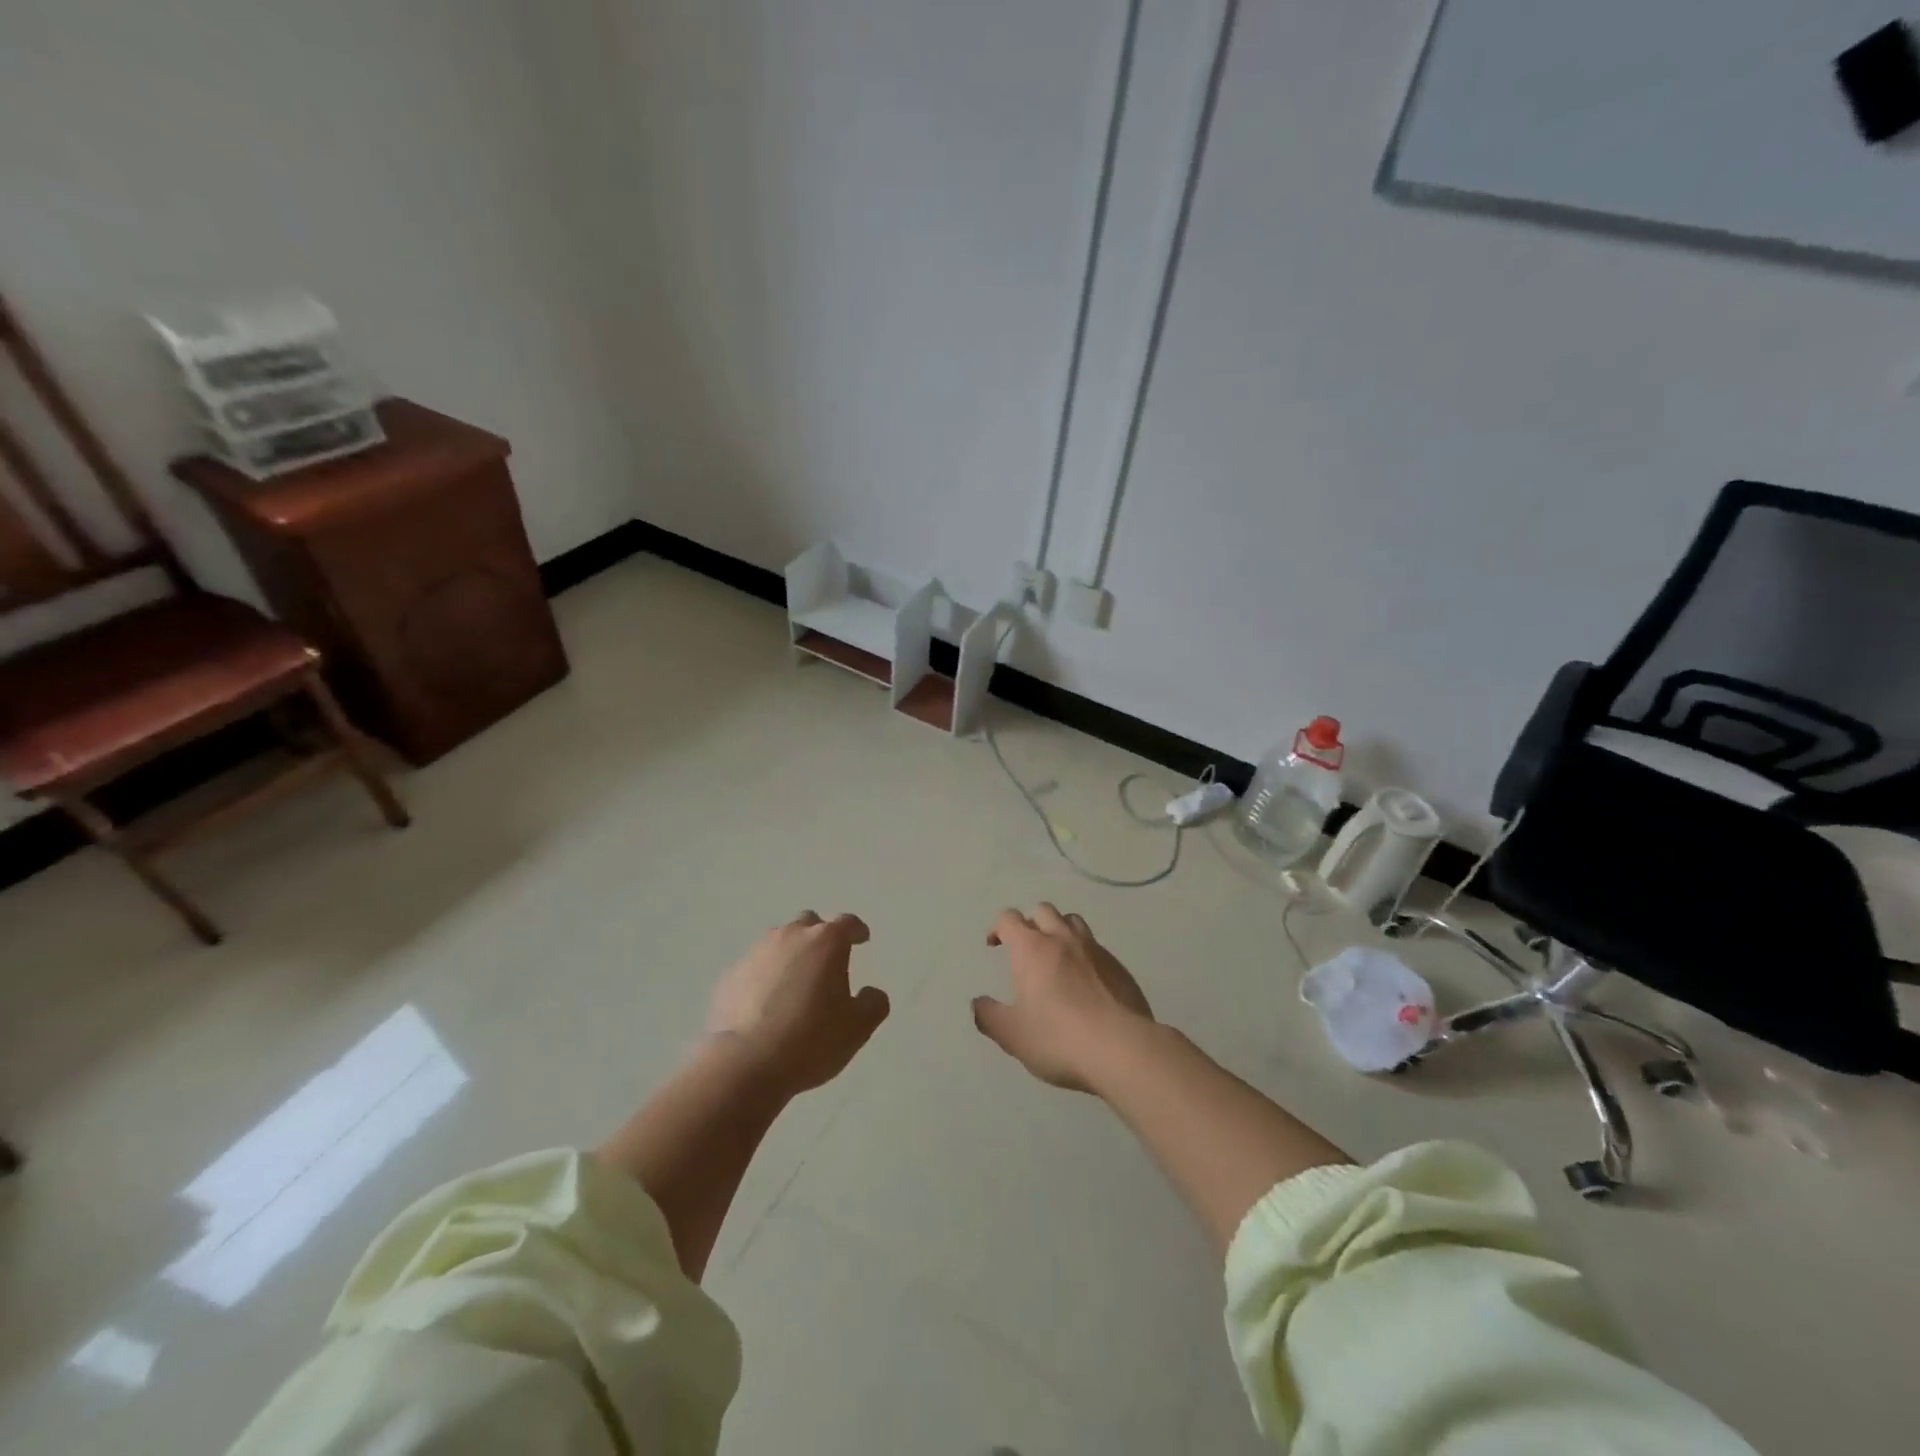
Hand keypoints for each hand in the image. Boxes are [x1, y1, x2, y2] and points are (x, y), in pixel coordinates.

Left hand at [706, 911, 889, 1095]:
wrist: (745, 1063)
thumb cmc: (811, 1039)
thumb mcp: (858, 1027)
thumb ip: (873, 1004)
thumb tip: (870, 993)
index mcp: (826, 941)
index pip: (847, 923)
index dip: (857, 930)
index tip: (862, 939)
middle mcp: (790, 936)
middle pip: (809, 923)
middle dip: (820, 936)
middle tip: (827, 961)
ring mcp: (756, 953)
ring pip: (778, 942)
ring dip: (791, 954)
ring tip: (795, 982)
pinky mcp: (730, 975)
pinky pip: (754, 967)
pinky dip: (764, 976)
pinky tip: (766, 1003)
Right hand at [973, 903, 1154, 1092]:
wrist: (1122, 1048)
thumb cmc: (1058, 1038)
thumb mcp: (1012, 1035)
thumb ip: (989, 1016)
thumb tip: (978, 1004)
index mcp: (1031, 948)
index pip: (1009, 919)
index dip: (998, 927)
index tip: (994, 945)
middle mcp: (1062, 939)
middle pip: (1043, 911)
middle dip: (1030, 922)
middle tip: (1025, 949)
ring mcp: (1094, 949)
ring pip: (1073, 921)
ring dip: (1059, 930)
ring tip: (1056, 956)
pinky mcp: (1119, 966)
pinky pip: (1096, 947)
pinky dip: (1084, 954)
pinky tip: (1086, 981)